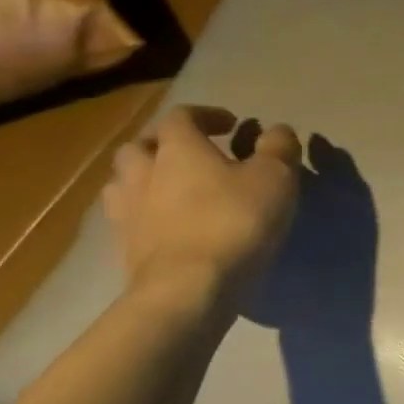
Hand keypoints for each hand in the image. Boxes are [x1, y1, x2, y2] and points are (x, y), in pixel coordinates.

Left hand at [102, 106, 302, 308]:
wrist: (189, 288)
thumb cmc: (234, 222)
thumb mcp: (275, 179)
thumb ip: (278, 148)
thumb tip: (278, 131)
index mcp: (178, 148)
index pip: (182, 116)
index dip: (206, 115)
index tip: (232, 125)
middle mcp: (143, 171)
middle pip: (141, 146)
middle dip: (166, 145)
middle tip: (194, 156)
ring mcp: (127, 211)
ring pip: (125, 182)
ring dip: (147, 179)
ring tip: (174, 191)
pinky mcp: (124, 248)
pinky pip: (129, 219)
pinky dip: (147, 215)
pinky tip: (168, 227)